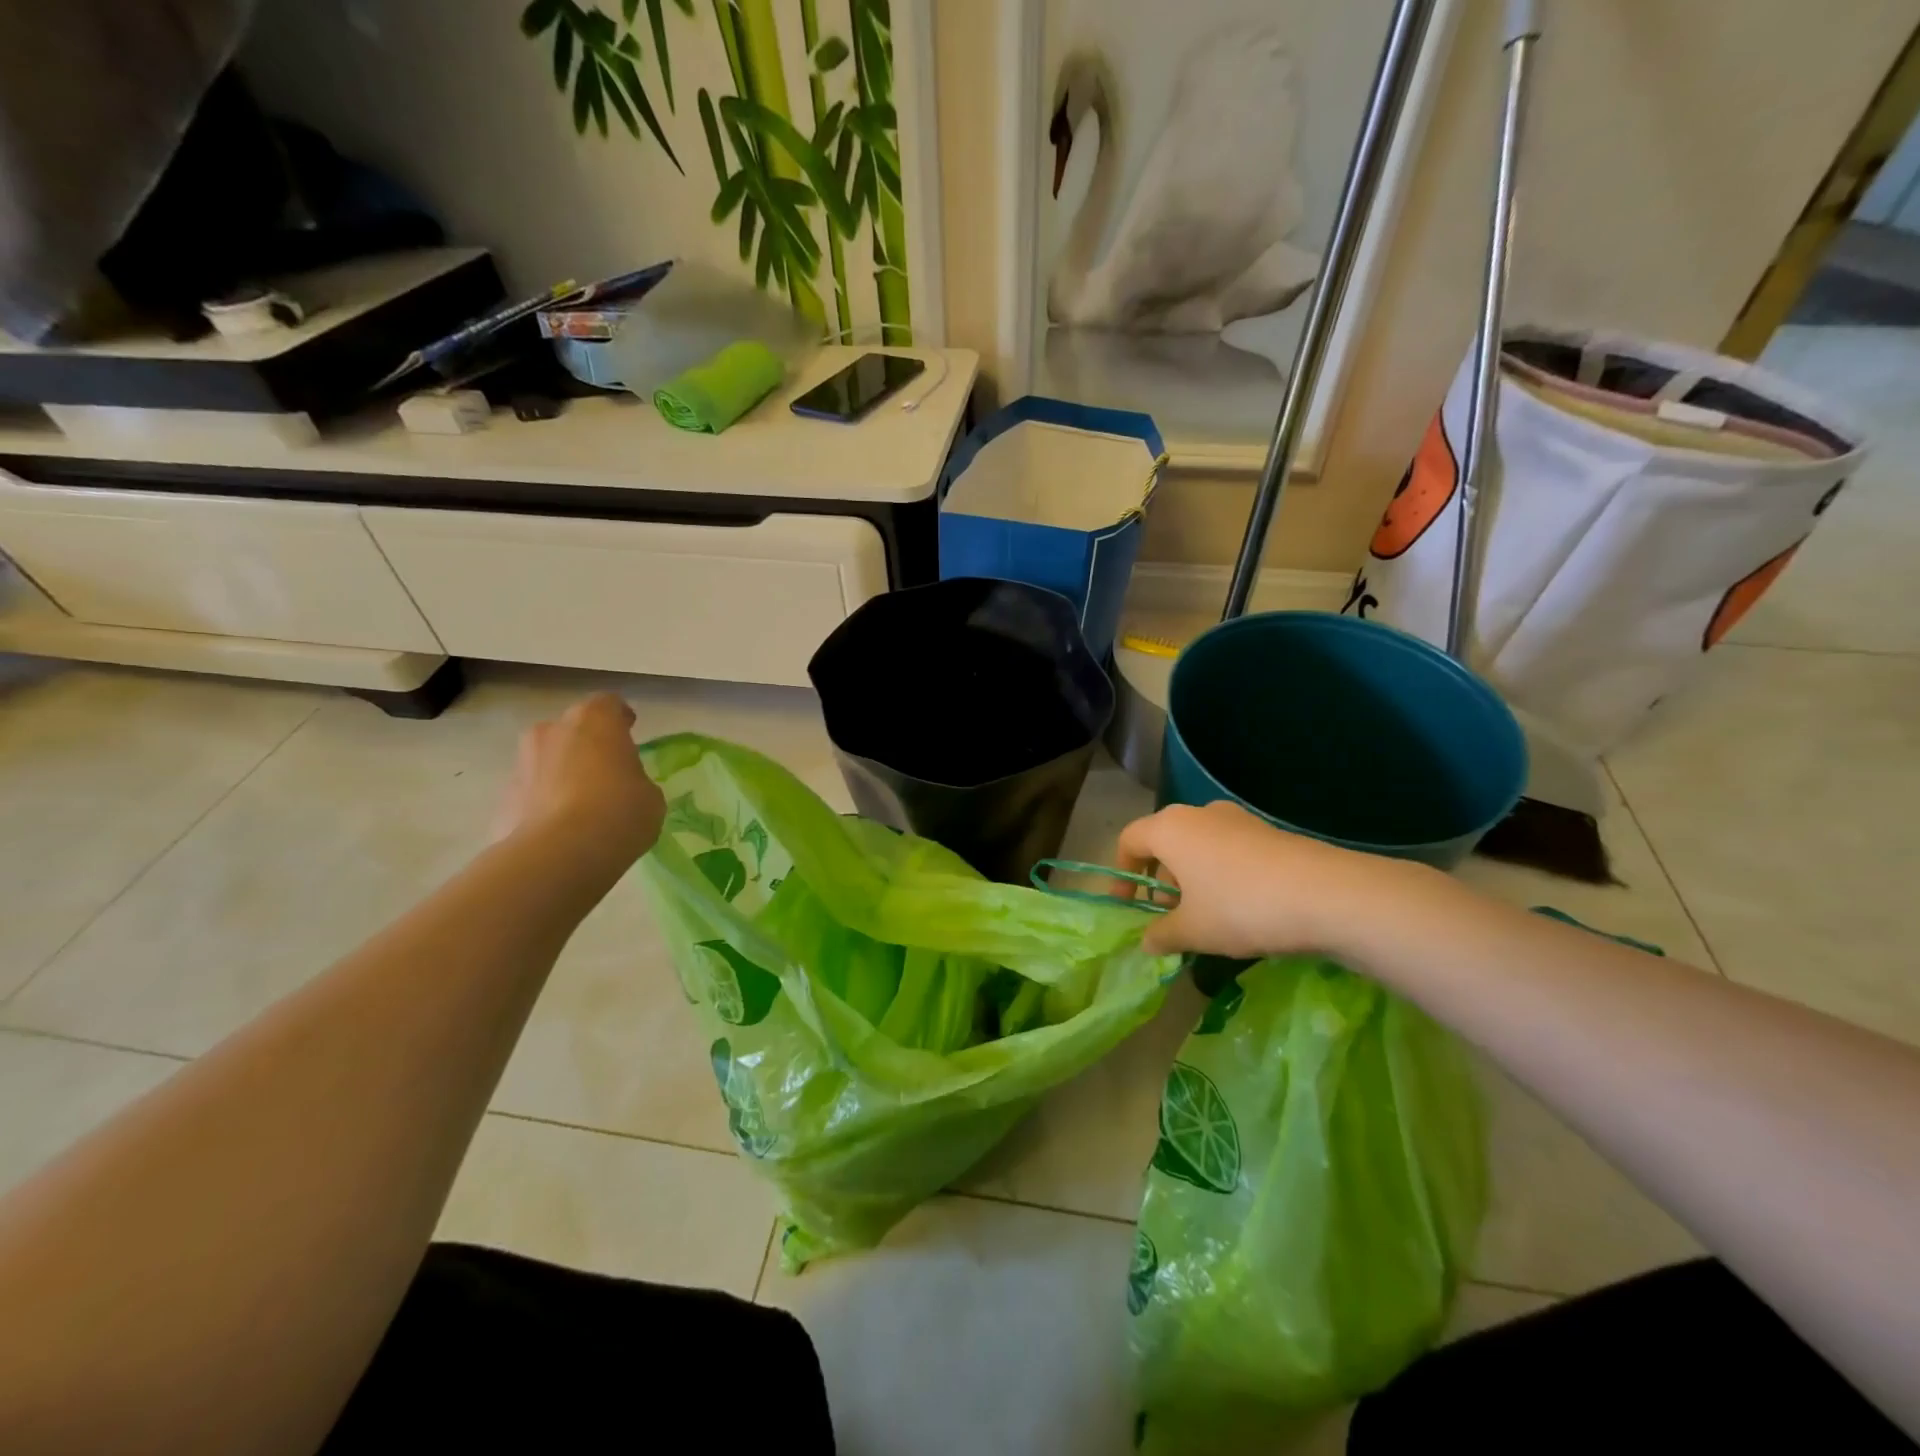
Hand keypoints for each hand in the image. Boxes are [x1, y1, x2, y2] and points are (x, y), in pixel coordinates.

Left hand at [491, 693, 665, 876]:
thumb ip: (634, 781)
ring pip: (546, 760)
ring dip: (560, 773)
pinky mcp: (502, 799)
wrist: (560, 854)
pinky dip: (543, 804)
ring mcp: (522, 764)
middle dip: (585, 745)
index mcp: (595, 721)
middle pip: (571, 729)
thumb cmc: (619, 811)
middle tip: (605, 771)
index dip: (619, 718)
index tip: (629, 731)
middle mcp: (552, 731)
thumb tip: (622, 788)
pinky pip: (530, 793)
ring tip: (581, 805)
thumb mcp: (649, 795)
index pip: (608, 704)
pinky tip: (561, 830)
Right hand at [1116, 800, 1410, 958]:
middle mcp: (1199, 814)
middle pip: (1164, 842)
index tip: (1128, 906)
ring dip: (1190, 878)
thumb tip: (1147, 941)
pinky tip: (1239, 909)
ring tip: (1204, 917)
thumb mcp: (1193, 930)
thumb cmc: (1241, 907)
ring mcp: (1237, 819)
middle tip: (1167, 916)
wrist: (1328, 896)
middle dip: (1159, 879)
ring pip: (1198, 846)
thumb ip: (1161, 934)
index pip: (1129, 840)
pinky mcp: (1268, 832)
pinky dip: (1220, 875)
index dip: (1121, 874)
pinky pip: (1228, 850)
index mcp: (1170, 828)